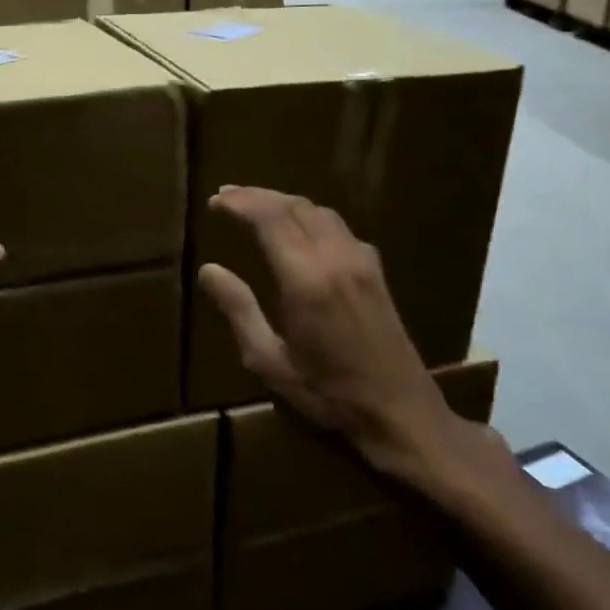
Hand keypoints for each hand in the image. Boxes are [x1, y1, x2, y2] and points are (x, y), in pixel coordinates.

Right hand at [198, 186, 473, 492]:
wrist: (401, 413)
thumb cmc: (328, 394)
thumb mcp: (270, 361)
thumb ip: (238, 310)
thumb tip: (209, 270)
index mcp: (306, 279)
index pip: (270, 218)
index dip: (241, 203)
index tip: (215, 201)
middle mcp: (336, 258)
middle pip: (294, 206)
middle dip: (257, 195)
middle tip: (227, 196)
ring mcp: (361, 260)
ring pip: (319, 211)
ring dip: (284, 202)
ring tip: (256, 205)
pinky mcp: (375, 270)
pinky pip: (337, 225)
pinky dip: (308, 215)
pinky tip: (297, 228)